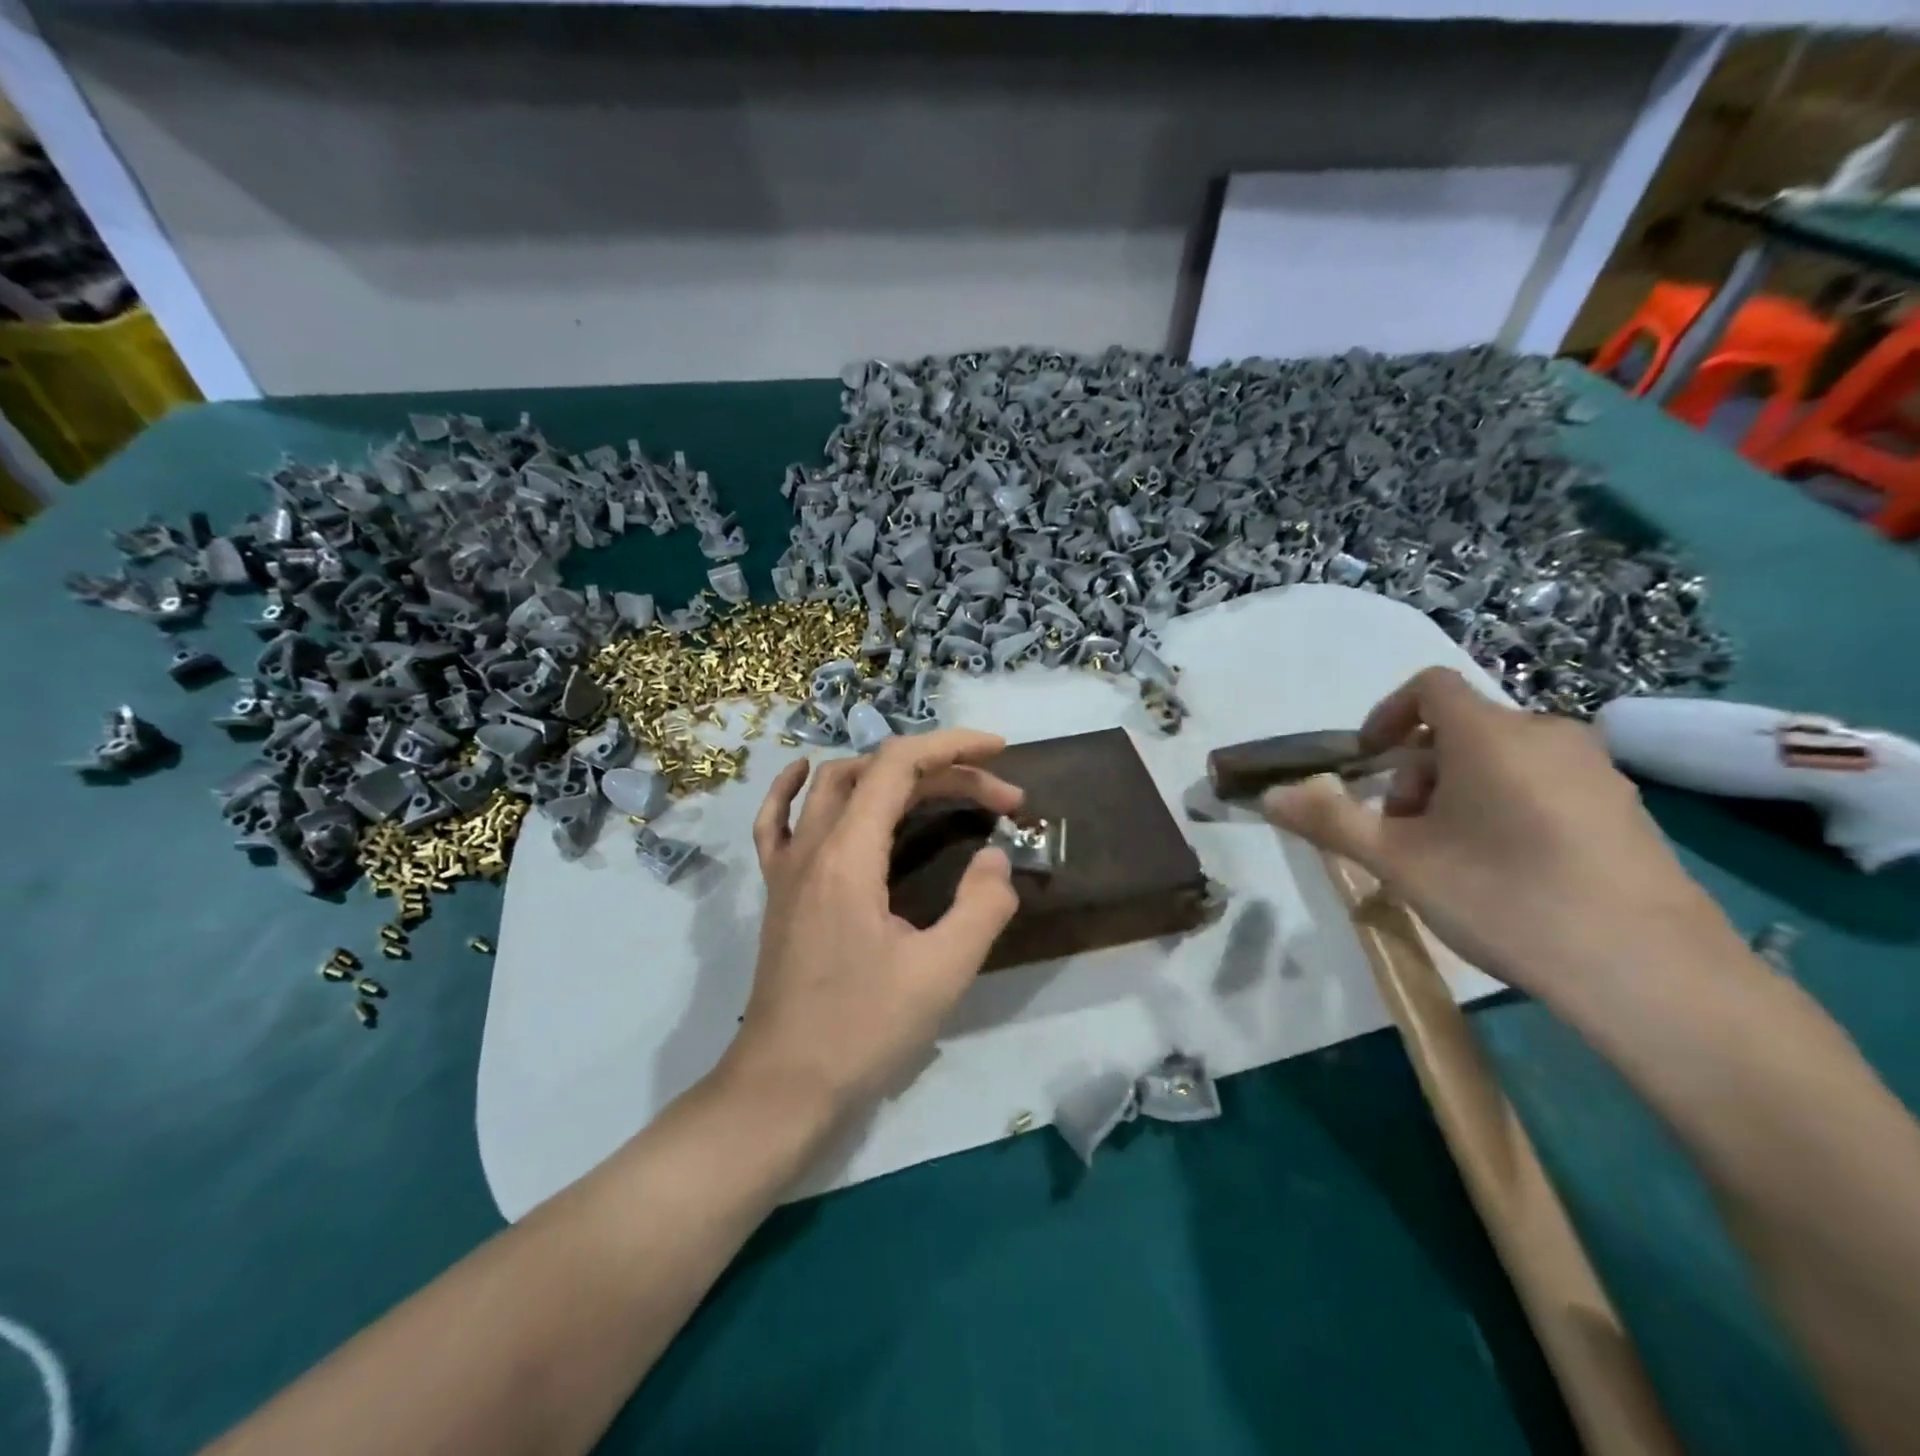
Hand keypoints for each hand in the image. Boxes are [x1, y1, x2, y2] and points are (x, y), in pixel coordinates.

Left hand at [724, 729, 1024, 1120]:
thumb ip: (982, 905)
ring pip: (834, 787)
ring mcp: (787, 866)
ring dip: (889, 774)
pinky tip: (805, 774)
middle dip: (945, 773)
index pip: (898, 765)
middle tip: (1001, 803)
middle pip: (877, 774)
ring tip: (939, 786)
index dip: (953, 747)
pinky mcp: (779, 890)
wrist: (785, 1085)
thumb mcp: (943, 972)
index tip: (1002, 754)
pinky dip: (794, 789)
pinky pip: (777, 821)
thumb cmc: (865, 1029)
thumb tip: (996, 857)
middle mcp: (812, 845)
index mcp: (849, 855)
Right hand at [1261, 667, 1733, 997]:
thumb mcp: (1398, 861)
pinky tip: (1508, 872)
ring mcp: (1596, 771)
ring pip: (1502, 758)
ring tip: (1450, 857)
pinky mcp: (1627, 809)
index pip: (1428, 687)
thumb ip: (1329, 821)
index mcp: (1489, 734)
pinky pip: (1544, 784)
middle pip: (1460, 729)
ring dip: (1457, 791)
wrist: (1652, 974)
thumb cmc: (1504, 897)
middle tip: (1403, 833)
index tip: (1366, 764)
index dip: (1386, 715)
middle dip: (1416, 771)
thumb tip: (1268, 796)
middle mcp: (1547, 734)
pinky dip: (1506, 806)